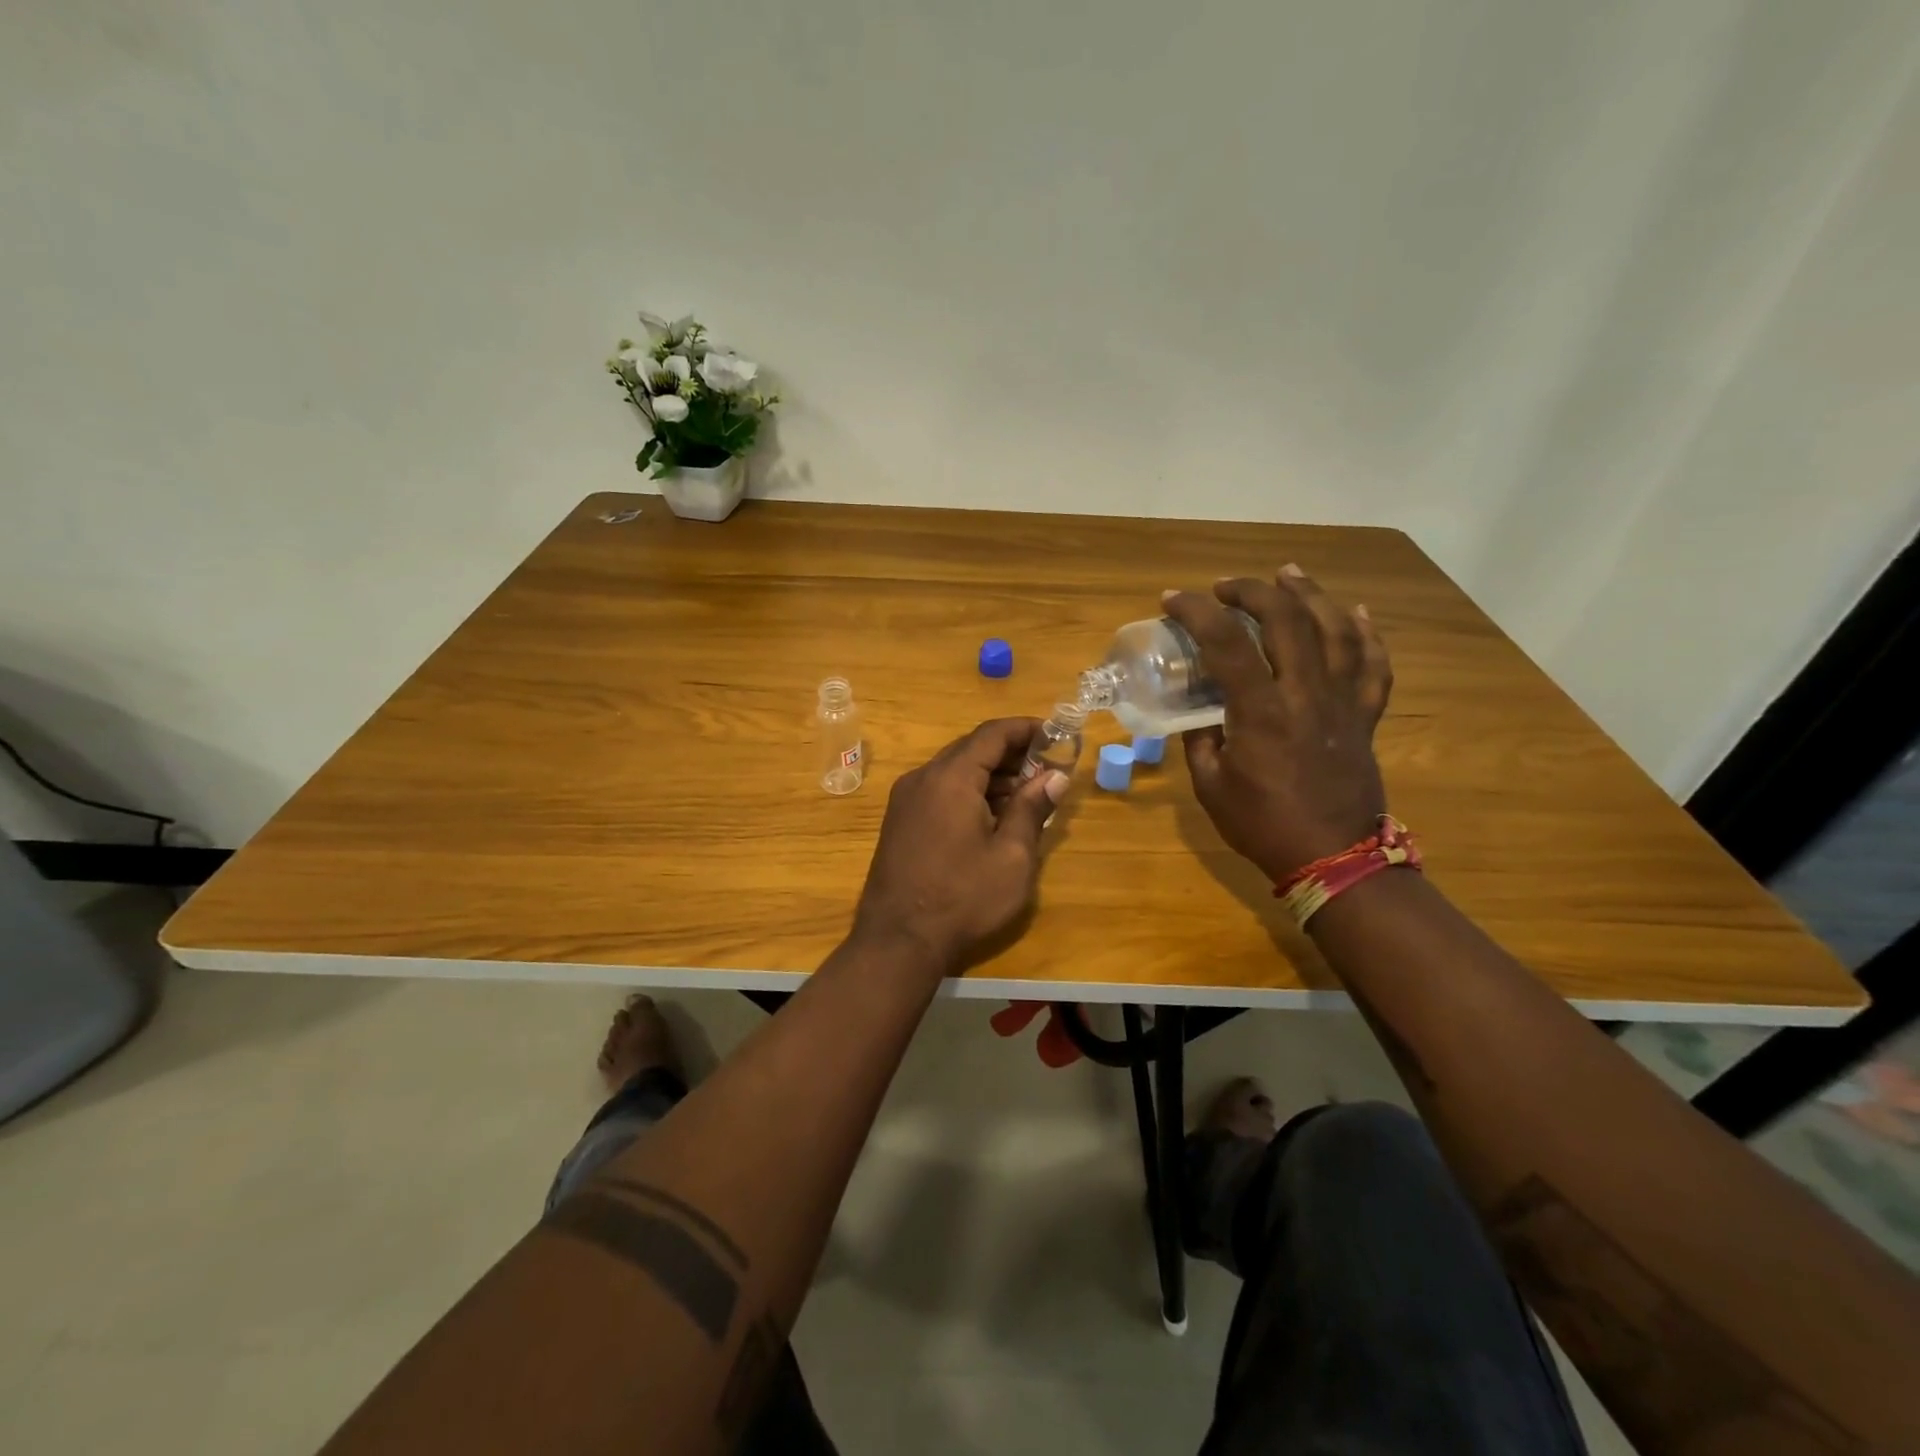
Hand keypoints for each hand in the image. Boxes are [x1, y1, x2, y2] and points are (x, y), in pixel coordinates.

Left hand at [852, 718, 1068, 973]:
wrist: (898, 940)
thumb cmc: (963, 898)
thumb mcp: (1012, 857)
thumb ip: (1032, 809)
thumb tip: (1054, 777)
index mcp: (951, 778)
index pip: (992, 734)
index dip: (1026, 728)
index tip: (1056, 733)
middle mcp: (923, 778)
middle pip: (971, 749)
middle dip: (1012, 753)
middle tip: (1047, 768)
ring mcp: (906, 799)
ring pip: (955, 770)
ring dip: (991, 775)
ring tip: (1027, 795)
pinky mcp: (900, 820)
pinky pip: (940, 790)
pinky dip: (970, 792)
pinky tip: (993, 816)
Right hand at [1163, 567, 1392, 882]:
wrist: (1332, 858)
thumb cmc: (1263, 825)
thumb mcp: (1210, 785)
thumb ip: (1200, 741)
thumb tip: (1199, 713)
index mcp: (1261, 712)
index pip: (1226, 643)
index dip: (1197, 612)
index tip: (1173, 600)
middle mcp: (1305, 695)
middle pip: (1287, 621)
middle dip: (1253, 592)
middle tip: (1226, 588)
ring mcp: (1342, 702)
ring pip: (1336, 631)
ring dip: (1311, 595)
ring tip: (1289, 574)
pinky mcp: (1365, 716)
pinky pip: (1375, 665)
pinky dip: (1367, 634)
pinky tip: (1355, 612)